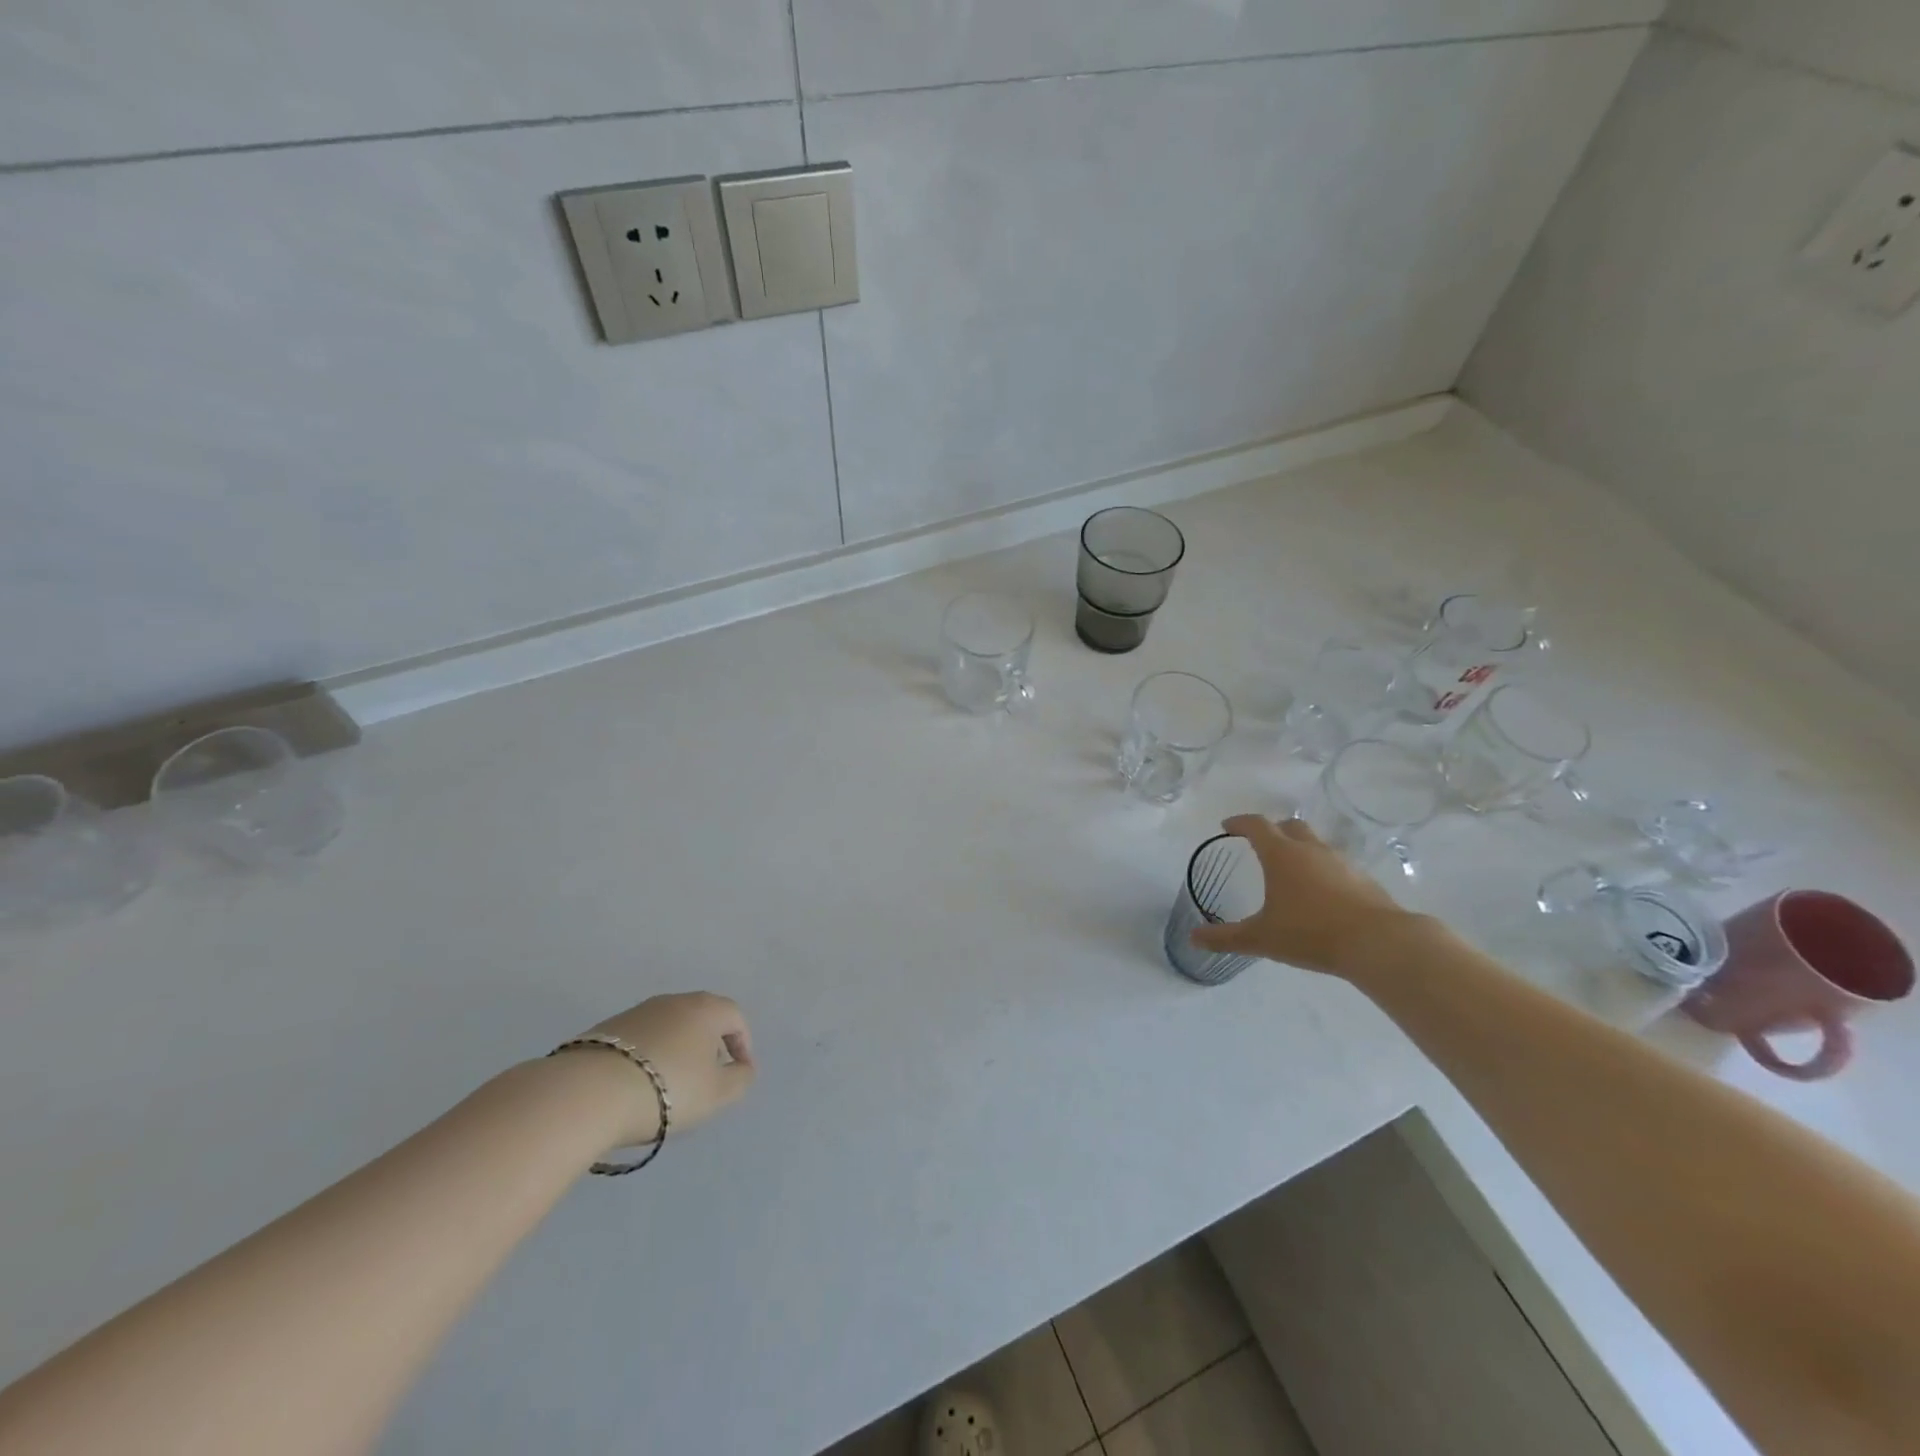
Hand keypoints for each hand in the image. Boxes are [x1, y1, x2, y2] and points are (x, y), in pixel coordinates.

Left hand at [570, 992, 755, 1146]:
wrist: (589, 1093)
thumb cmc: (668, 1089)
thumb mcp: (717, 1093)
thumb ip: (740, 1079)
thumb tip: (743, 1068)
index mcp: (705, 1009)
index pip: (735, 1017)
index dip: (743, 1044)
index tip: (739, 1072)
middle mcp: (673, 1001)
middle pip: (701, 1017)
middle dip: (709, 1045)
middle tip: (708, 1076)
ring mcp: (637, 1012)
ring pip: (669, 1027)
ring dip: (676, 1050)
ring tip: (670, 1085)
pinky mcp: (605, 1029)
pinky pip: (640, 1040)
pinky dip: (647, 1057)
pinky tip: (638, 1085)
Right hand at [1190, 814, 1414, 975]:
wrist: (1378, 943)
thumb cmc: (1310, 933)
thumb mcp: (1261, 938)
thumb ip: (1225, 938)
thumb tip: (1192, 938)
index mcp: (1281, 855)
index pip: (1256, 825)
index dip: (1240, 823)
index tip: (1228, 827)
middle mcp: (1311, 850)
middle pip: (1290, 827)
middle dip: (1273, 831)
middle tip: (1260, 844)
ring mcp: (1341, 862)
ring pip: (1316, 845)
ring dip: (1300, 850)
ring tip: (1291, 873)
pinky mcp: (1363, 880)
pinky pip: (1336, 866)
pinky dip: (1323, 871)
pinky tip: (1321, 895)